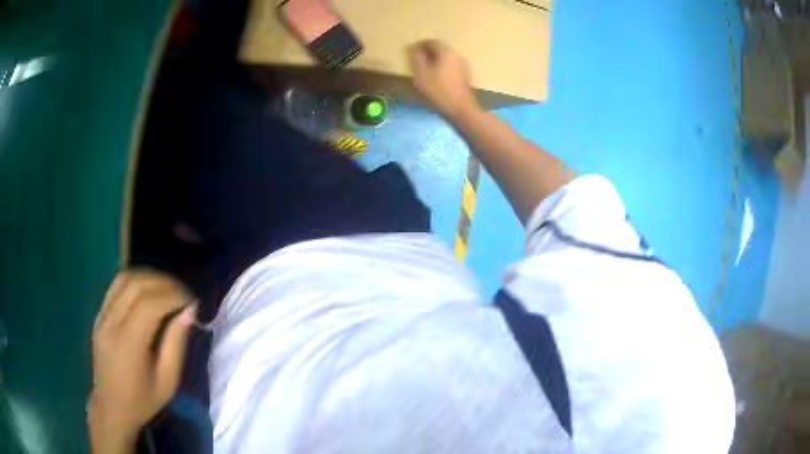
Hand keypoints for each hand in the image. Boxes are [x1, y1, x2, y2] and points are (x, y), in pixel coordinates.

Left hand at [88, 270, 195, 452]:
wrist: (112, 406)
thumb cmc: (143, 400)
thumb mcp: (167, 381)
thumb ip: (176, 344)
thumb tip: (189, 312)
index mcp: (128, 344)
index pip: (150, 304)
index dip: (174, 295)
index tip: (192, 302)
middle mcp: (111, 323)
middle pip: (138, 285)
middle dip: (165, 283)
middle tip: (183, 294)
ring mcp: (102, 316)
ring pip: (126, 278)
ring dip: (150, 277)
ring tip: (168, 289)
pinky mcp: (99, 314)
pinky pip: (117, 285)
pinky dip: (136, 280)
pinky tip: (148, 290)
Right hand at [409, 40, 480, 119]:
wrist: (461, 110)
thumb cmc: (439, 91)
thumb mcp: (421, 74)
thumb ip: (417, 58)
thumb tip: (415, 48)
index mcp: (446, 52)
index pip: (432, 42)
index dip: (420, 45)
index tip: (411, 51)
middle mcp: (457, 55)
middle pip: (441, 49)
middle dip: (428, 52)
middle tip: (417, 59)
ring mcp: (463, 65)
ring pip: (446, 58)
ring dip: (436, 60)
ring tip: (425, 69)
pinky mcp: (465, 75)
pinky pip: (451, 66)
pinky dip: (442, 67)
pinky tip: (437, 77)